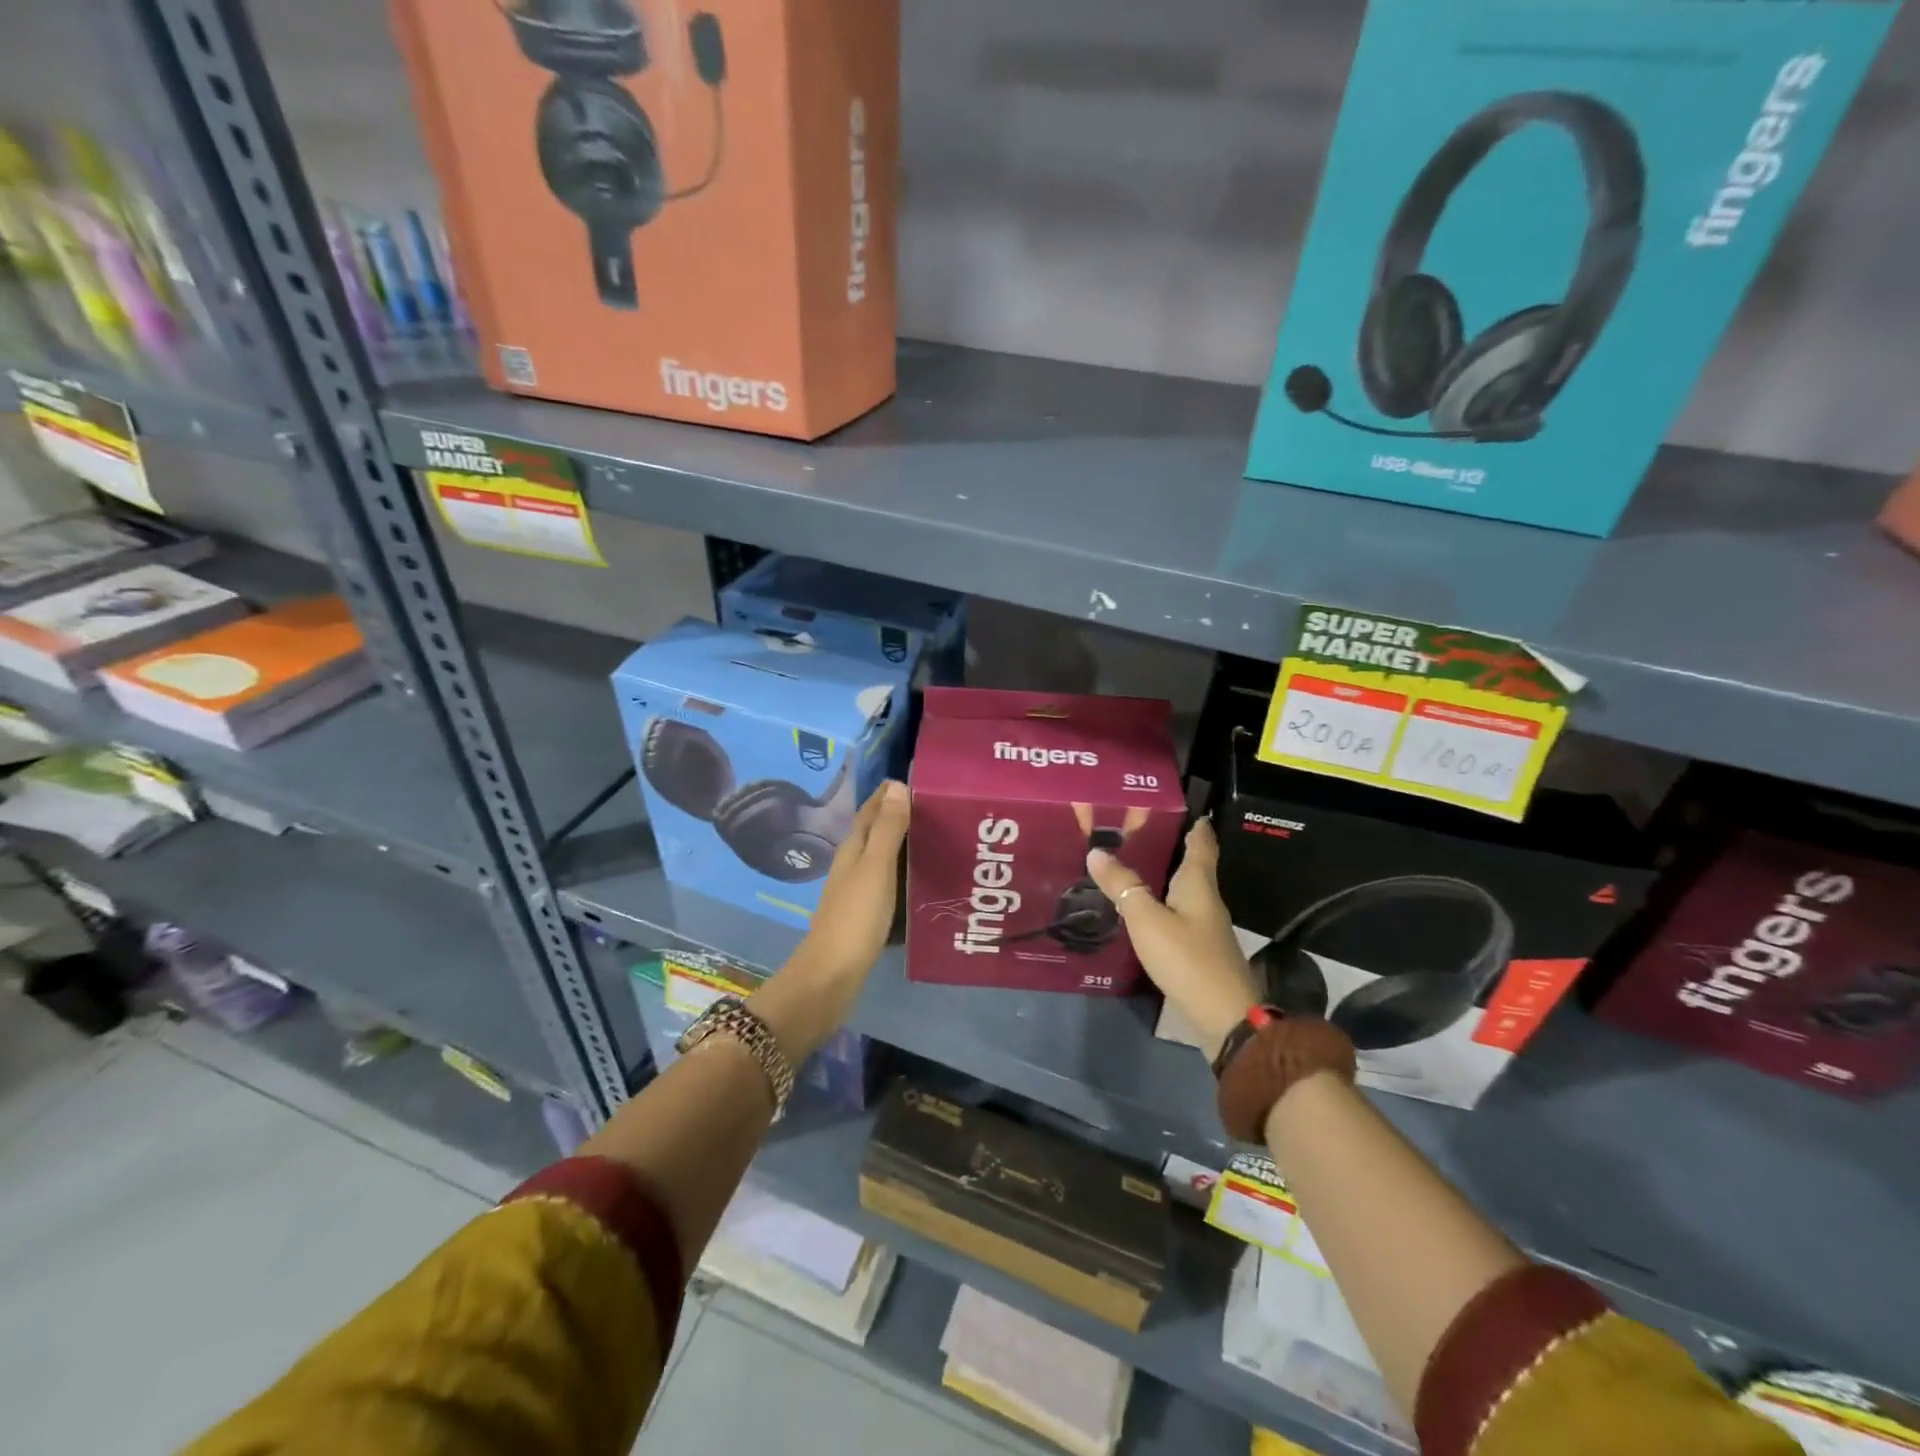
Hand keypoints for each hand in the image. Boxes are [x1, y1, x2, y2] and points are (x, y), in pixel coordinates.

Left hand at [755, 781, 909, 1057]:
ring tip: (935, 838)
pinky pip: (886, 883)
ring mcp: (855, 892)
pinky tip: (920, 881)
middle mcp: (851, 866)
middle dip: (899, 816)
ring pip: (880, 858)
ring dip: (902, 845)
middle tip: (936, 808)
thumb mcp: (875, 869)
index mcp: (853, 850)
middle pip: (875, 832)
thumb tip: (896, 787)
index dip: (888, 795)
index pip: (870, 812)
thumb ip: (887, 830)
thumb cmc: (855, 918)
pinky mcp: (863, 916)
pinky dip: (903, 873)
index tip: (917, 781)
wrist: (831, 976)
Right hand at [1086, 819, 1261, 1056]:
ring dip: (1163, 875)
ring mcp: (1205, 927)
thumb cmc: (1188, 958)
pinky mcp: (1198, 949)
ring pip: (1183, 890)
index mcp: (1198, 884)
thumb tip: (1097, 851)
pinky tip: (1141, 908)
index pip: (1201, 843)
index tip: (1180, 805)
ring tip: (1132, 863)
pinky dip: (1161, 902)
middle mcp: (1205, 899)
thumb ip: (1123, 886)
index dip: (1195, 824)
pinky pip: (1177, 913)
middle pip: (1192, 865)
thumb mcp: (1147, 919)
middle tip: (1137, 830)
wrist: (1225, 1017)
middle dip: (1171, 846)